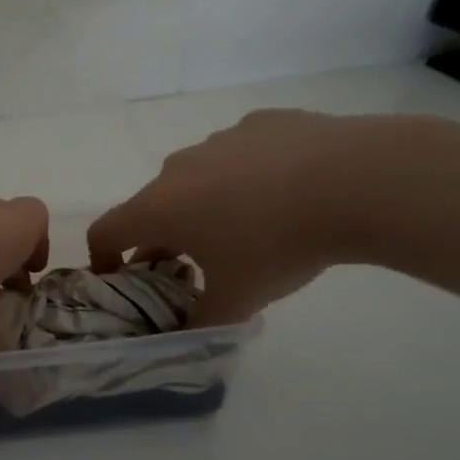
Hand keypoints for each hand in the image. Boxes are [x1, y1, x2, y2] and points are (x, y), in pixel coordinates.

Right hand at [89, 109, 380, 324]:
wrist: (355, 181)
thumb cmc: (277, 246)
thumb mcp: (238, 300)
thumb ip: (202, 322)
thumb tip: (188, 336)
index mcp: (158, 208)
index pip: (105, 231)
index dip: (103, 258)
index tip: (120, 277)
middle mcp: (177, 169)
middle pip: (154, 204)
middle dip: (163, 235)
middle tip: (194, 264)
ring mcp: (219, 140)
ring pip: (197, 176)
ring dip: (206, 203)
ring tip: (250, 227)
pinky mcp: (261, 123)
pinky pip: (240, 154)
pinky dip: (248, 174)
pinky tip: (288, 191)